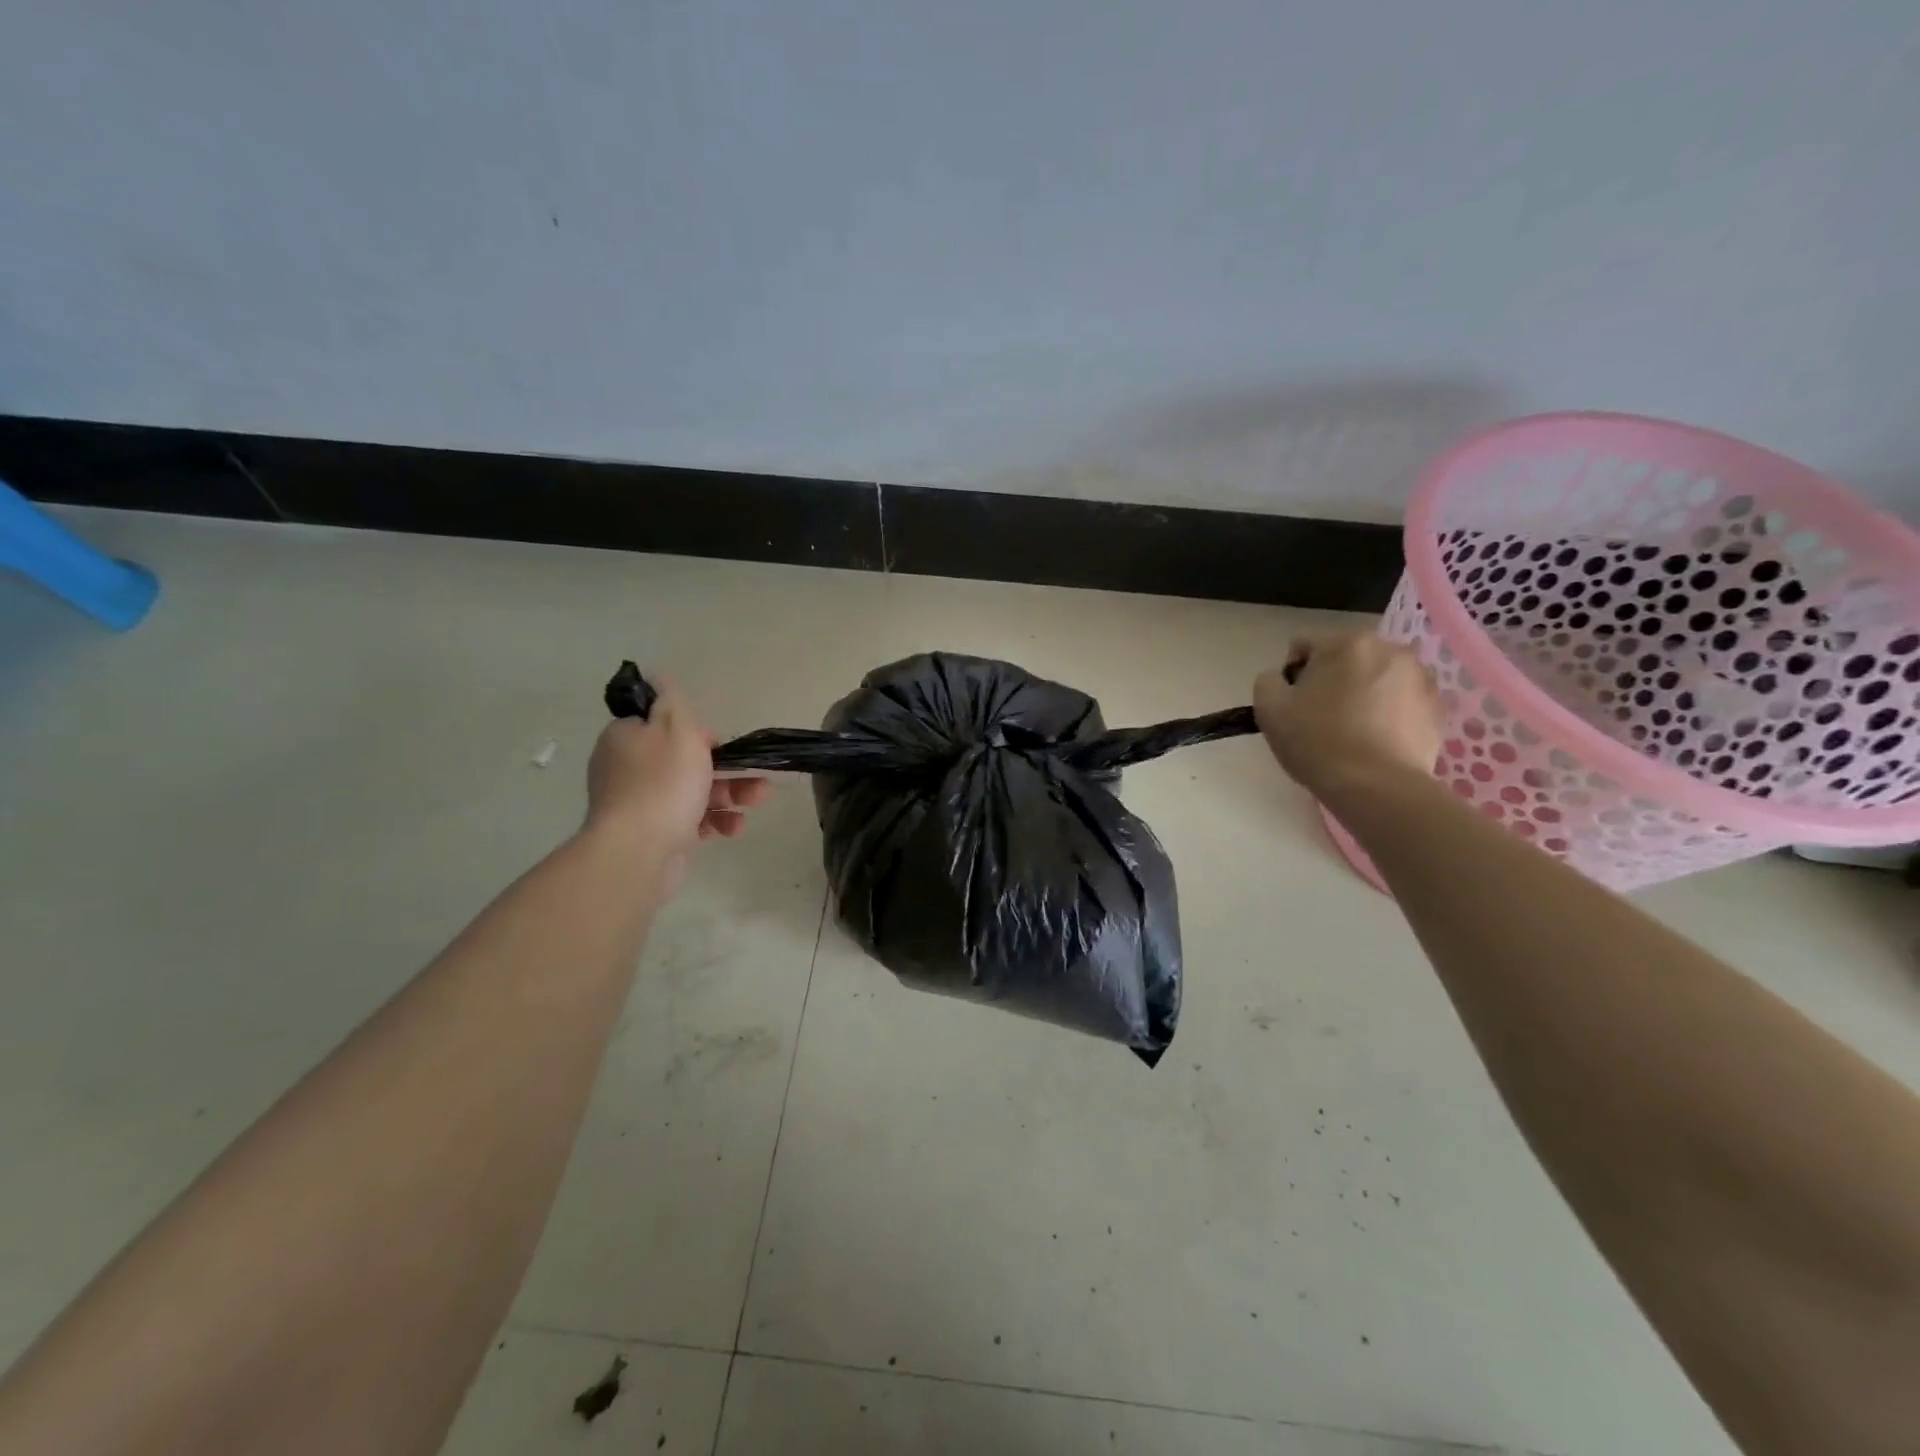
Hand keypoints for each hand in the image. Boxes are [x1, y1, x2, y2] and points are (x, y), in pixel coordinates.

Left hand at [584, 678, 770, 883]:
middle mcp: (628, 769)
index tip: (720, 744)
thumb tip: (655, 673)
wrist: (638, 852)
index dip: (698, 733)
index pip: (665, 725)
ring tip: (757, 801)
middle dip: (727, 768)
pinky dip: (713, 821)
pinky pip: (689, 820)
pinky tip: (732, 828)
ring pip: (693, 792)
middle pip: (685, 760)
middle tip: (756, 775)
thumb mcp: (675, 727)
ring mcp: (639, 805)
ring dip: (730, 794)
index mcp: (626, 738)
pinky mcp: (652, 835)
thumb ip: (670, 698)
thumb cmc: (663, 783)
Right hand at [1253, 632, 1443, 793]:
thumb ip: (1268, 680)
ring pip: (1377, 677)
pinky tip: (1376, 741)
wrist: (1376, 787)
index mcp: (1346, 643)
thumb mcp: (1269, 708)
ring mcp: (1420, 677)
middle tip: (1320, 717)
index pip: (1304, 645)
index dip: (1291, 673)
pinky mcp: (1437, 707)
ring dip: (1362, 693)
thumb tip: (1281, 678)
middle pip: (1345, 658)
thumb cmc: (1317, 742)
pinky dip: (1388, 713)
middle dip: (1331, 680)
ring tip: (1352, 731)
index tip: (1292, 704)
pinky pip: (1401, 700)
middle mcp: (1389, 649)